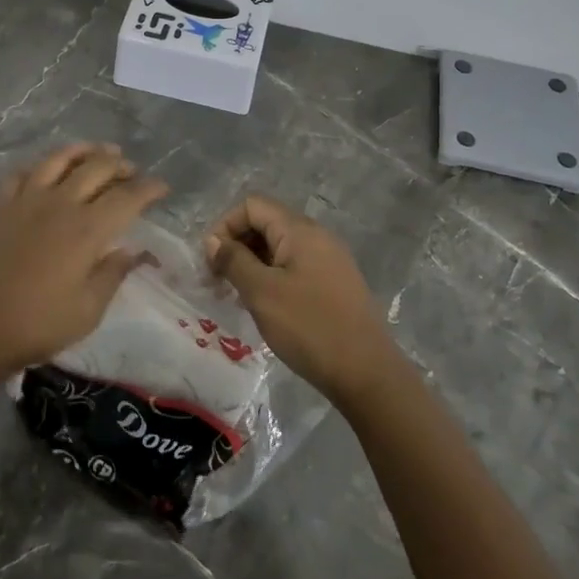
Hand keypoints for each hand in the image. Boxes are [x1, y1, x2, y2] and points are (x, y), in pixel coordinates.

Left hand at [0, 142, 168, 372]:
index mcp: (88, 229)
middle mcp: (60, 203)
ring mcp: (25, 199)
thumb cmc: (38, 324)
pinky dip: (40, 166)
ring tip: (97, 152)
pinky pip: (22, 172)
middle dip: (120, 165)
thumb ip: (113, 274)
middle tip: (131, 171)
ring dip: (83, 151)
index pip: (128, 197)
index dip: (149, 189)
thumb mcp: (89, 309)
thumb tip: (134, 250)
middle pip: (97, 168)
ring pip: (59, 159)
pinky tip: (45, 170)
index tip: (162, 187)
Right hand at [205, 195, 405, 408]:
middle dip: (237, 245)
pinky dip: (272, 277)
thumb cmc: (309, 327)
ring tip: (237, 295)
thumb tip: (214, 241)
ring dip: (252, 264)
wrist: (366, 372)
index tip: (211, 261)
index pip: (252, 205)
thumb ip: (234, 260)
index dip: (225, 226)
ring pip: (279, 247)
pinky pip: (295, 266)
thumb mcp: (262, 292)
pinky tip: (264, 305)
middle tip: (218, 280)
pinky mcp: (334, 283)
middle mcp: (317, 236)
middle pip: (266, 223)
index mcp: (300, 230)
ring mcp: (329, 260)